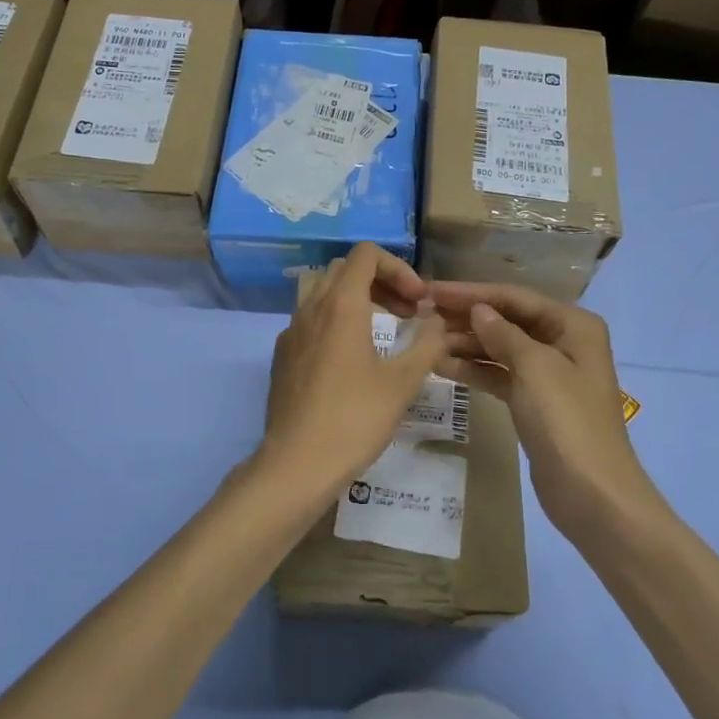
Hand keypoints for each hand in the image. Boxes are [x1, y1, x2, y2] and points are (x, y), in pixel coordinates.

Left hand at [261, 244, 447, 500]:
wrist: (296, 463)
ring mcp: (291, 332)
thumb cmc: (354, 418)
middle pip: (345, 270)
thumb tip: (435, 322)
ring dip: (358, 301)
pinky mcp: (282, 356)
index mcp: (340, 305)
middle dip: (381, 282)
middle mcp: (311, 308)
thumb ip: (427, 344)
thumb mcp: (402, 382)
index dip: (398, 267)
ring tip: (384, 333)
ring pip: (325, 294)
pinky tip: (352, 360)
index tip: (417, 301)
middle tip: (407, 312)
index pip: (366, 254)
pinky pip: (311, 322)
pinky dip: (336, 323)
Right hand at [429, 283, 657, 533]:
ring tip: (425, 340)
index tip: (432, 290)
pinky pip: (499, 375)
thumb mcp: (534, 367)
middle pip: (507, 320)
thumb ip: (502, 333)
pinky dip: (474, 370)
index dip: (472, 293)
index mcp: (573, 325)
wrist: (592, 494)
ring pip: (500, 348)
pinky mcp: (534, 401)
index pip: (514, 298)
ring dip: (466, 344)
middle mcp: (563, 341)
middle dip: (467, 317)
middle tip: (422, 313)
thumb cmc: (567, 420)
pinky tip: (441, 366)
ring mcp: (548, 373)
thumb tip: (478, 310)